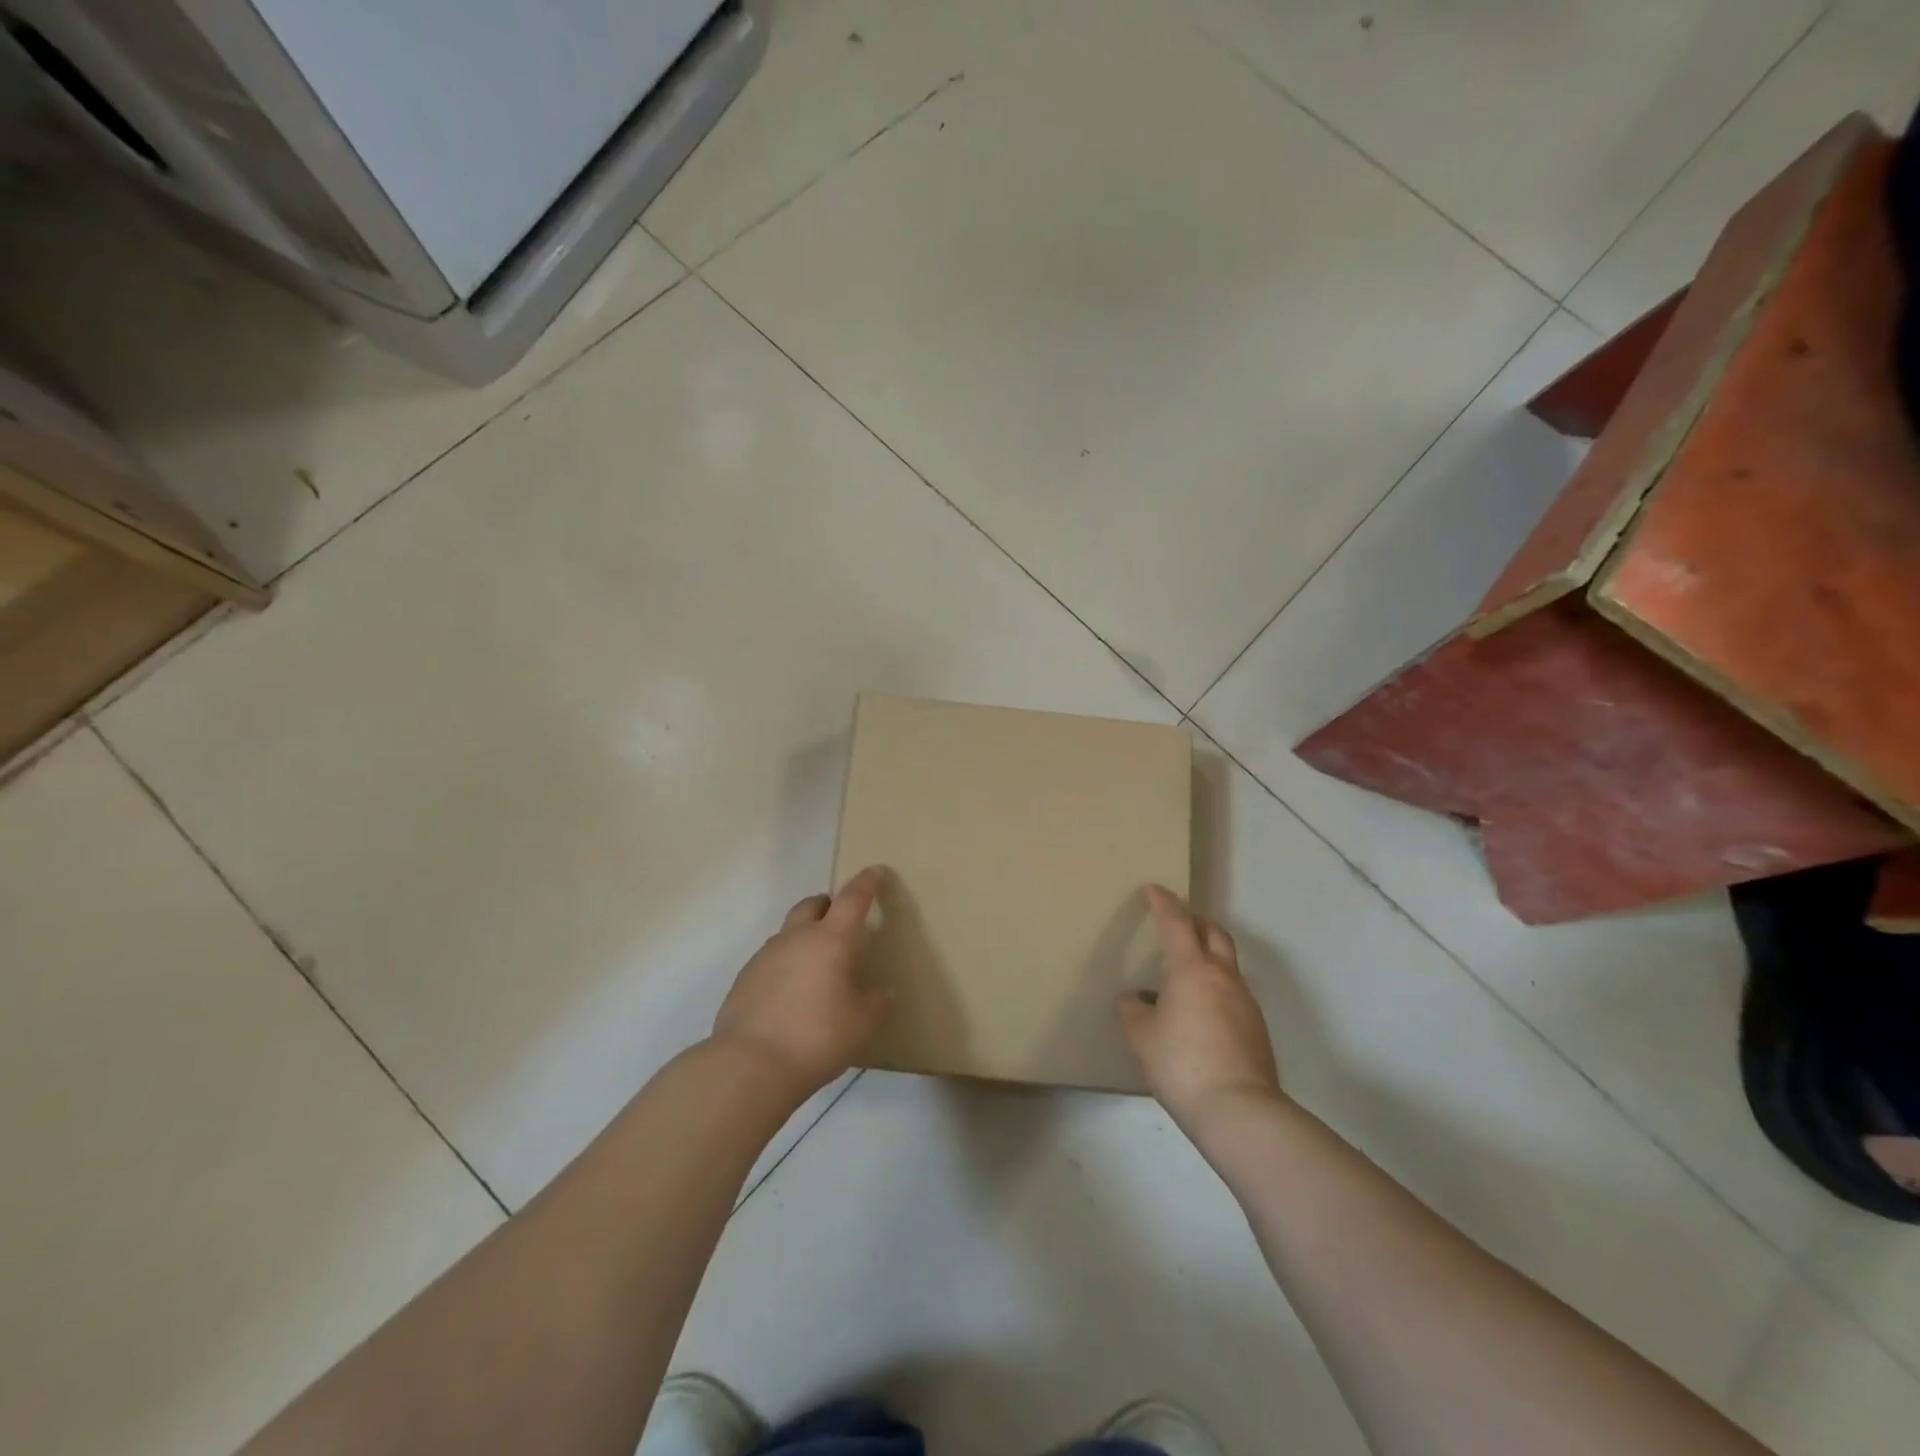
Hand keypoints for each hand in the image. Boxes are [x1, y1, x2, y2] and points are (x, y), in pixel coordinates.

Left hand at [711, 866, 892, 1095]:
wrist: (749, 1064)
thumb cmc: (816, 1037)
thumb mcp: (860, 1023)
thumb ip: (874, 1002)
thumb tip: (880, 991)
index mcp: (830, 940)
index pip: (853, 899)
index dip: (867, 883)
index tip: (876, 871)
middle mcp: (796, 938)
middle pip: (812, 905)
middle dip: (828, 905)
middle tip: (842, 920)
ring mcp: (765, 956)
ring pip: (789, 932)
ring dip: (805, 936)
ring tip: (817, 966)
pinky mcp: (744, 979)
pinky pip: (771, 960)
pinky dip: (786, 965)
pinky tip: (791, 994)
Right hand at [1117, 885, 1284, 1135]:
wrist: (1240, 1111)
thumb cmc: (1182, 1063)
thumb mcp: (1141, 1036)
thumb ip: (1131, 1011)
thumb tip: (1134, 999)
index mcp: (1192, 969)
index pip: (1176, 923)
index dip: (1163, 903)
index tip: (1153, 890)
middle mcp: (1223, 977)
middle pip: (1214, 933)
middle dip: (1196, 921)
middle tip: (1178, 921)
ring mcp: (1245, 1003)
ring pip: (1227, 964)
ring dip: (1207, 956)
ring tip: (1183, 974)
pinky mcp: (1256, 1029)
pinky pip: (1232, 994)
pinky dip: (1215, 988)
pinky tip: (1199, 1013)